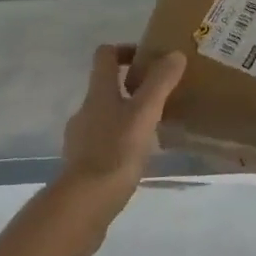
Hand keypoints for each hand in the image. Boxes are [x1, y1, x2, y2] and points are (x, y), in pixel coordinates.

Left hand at [54, 45, 188, 231]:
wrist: (83, 205)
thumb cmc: (115, 152)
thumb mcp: (144, 113)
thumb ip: (160, 83)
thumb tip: (175, 54)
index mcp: (99, 92)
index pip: (105, 55)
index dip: (125, 49)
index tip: (148, 59)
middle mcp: (85, 110)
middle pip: (106, 86)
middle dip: (131, 86)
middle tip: (160, 96)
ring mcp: (80, 138)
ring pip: (105, 115)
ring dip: (126, 115)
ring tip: (153, 128)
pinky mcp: (82, 164)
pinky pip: (103, 142)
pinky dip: (119, 141)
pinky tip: (137, 156)